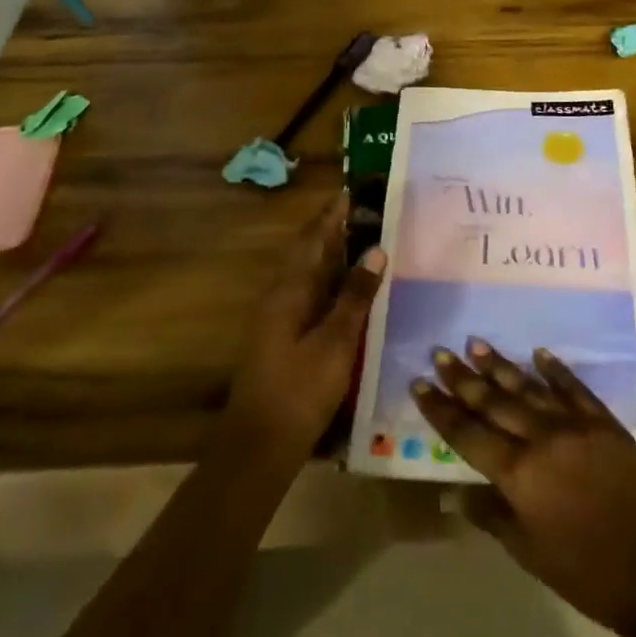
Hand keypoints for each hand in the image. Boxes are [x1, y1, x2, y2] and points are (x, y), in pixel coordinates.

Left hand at [225, 192, 384, 466]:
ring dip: (333, 254)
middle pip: (309, 252)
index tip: (355, 191)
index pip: (313, 239)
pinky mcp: (284, 337)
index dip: (333, 215)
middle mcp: (280, 296)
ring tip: (366, 241)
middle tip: (368, 212)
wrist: (259, 445)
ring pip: (309, 274)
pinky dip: (330, 282)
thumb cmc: (299, 390)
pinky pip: (310, 294)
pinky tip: (351, 290)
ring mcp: (279, 317)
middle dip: (334, 229)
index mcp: (289, 290)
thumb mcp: (335, 342)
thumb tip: (376, 250)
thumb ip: (355, 296)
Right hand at [414, 341, 635, 635]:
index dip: (441, 410)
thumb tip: (452, 493)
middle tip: (440, 353)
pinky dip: (555, 370)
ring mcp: (577, 426)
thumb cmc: (583, 573)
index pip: (468, 434)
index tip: (419, 384)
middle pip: (494, 402)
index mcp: (519, 474)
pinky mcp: (605, 423)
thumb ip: (489, 514)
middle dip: (463, 378)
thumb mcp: (527, 551)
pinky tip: (539, 354)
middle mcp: (543, 439)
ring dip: (501, 367)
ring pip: (529, 388)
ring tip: (476, 345)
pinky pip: (575, 388)